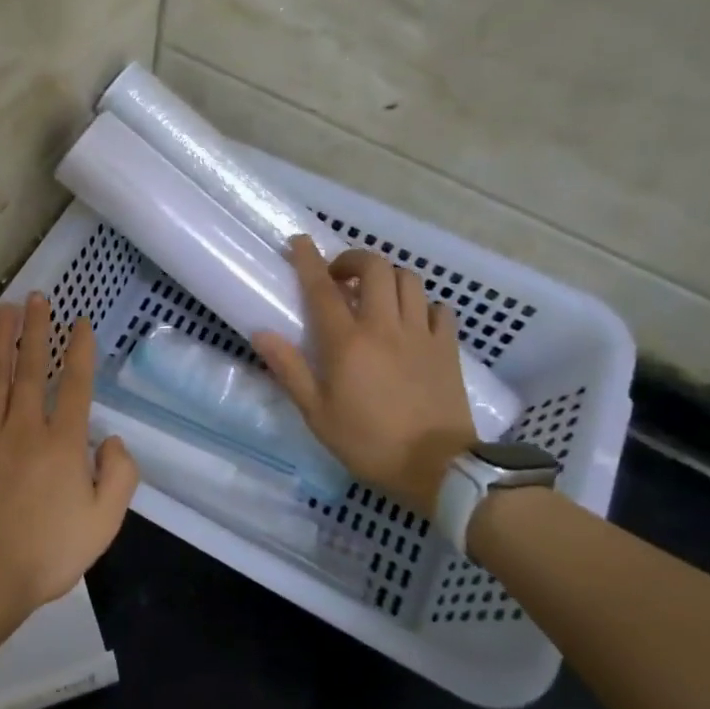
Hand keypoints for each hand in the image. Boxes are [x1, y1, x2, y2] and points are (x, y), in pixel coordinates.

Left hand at [0, 293, 138, 623]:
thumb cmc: (47, 553)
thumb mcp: (104, 523)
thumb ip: (120, 476)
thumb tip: (113, 439)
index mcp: (63, 443)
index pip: (75, 384)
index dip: (79, 349)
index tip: (80, 322)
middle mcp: (23, 427)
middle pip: (30, 367)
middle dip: (36, 329)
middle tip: (37, 298)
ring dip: (0, 338)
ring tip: (5, 310)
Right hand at [252, 237, 476, 514]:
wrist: (438, 467)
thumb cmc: (369, 442)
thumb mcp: (317, 413)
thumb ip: (290, 369)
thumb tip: (262, 333)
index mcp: (347, 342)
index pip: (323, 288)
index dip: (308, 259)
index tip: (299, 241)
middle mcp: (385, 326)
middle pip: (375, 267)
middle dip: (354, 259)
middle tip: (340, 276)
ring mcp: (421, 333)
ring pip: (408, 280)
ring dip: (388, 277)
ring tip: (375, 294)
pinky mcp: (447, 347)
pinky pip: (438, 308)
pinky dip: (422, 304)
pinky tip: (412, 320)